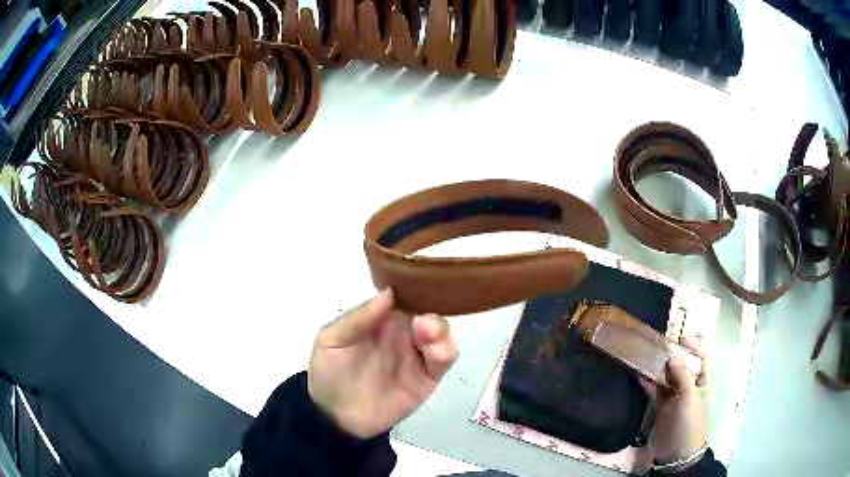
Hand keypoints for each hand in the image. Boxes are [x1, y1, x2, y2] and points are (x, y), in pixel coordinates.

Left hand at [307, 288, 457, 438]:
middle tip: (423, 311)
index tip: (421, 278)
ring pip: (440, 332)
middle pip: (427, 309)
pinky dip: (446, 351)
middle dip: (432, 304)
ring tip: (426, 331)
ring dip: (440, 328)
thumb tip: (389, 291)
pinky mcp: (428, 377)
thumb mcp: (331, 340)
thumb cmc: (328, 373)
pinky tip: (435, 351)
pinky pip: (444, 360)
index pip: (403, 294)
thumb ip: (358, 318)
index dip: (414, 284)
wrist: (336, 418)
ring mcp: (417, 354)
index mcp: (381, 318)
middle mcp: (403, 332)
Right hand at [642, 338, 708, 463]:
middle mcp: (690, 386)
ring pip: (667, 377)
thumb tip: (672, 357)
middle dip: (673, 355)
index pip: (702, 358)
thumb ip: (682, 375)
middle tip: (658, 345)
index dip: (693, 347)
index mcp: (703, 382)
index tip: (680, 338)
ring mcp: (675, 397)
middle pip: (682, 366)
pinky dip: (648, 382)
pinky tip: (639, 374)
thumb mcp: (690, 396)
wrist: (677, 453)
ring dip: (658, 367)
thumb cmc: (690, 422)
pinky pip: (655, 390)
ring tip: (646, 356)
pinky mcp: (662, 407)